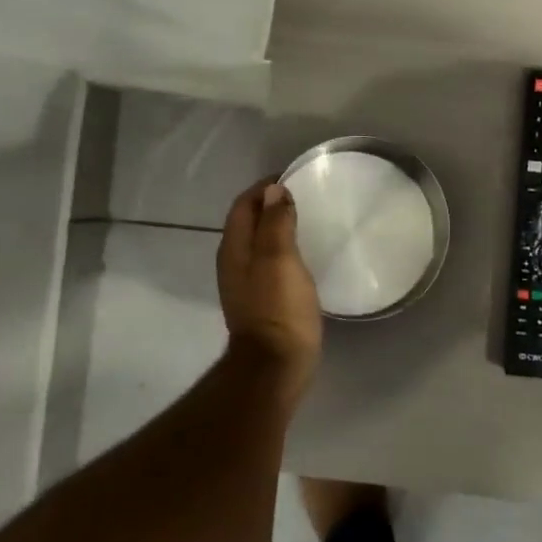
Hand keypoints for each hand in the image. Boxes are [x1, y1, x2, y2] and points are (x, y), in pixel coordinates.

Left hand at [216, 180, 321, 381]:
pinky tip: (304, 254)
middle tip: (305, 195)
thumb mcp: (279, 259)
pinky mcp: (263, 299)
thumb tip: (274, 190)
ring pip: (259, 242)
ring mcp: (246, 283)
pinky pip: (270, 262)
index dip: (265, 187)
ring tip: (307, 219)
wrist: (276, 364)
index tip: (295, 177)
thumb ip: (276, 223)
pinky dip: (284, 249)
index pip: (244, 205)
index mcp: (234, 249)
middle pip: (249, 222)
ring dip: (278, 226)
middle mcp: (234, 262)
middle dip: (271, 204)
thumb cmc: (279, 307)